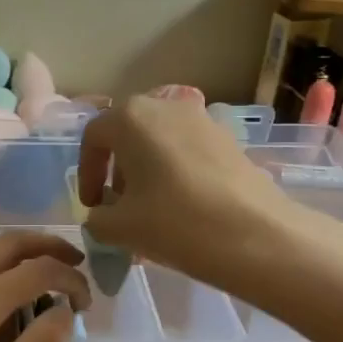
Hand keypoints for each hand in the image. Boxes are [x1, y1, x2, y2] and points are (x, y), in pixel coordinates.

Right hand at [75, 96, 302, 290]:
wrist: (255, 235)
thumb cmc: (175, 222)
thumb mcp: (120, 228)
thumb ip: (97, 218)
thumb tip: (102, 215)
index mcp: (131, 117)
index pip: (94, 138)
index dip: (86, 173)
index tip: (92, 206)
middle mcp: (166, 106)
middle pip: (129, 134)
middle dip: (119, 170)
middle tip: (120, 206)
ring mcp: (203, 119)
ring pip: (161, 141)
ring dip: (148, 170)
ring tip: (152, 209)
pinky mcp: (230, 139)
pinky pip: (189, 150)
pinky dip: (177, 172)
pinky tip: (184, 207)